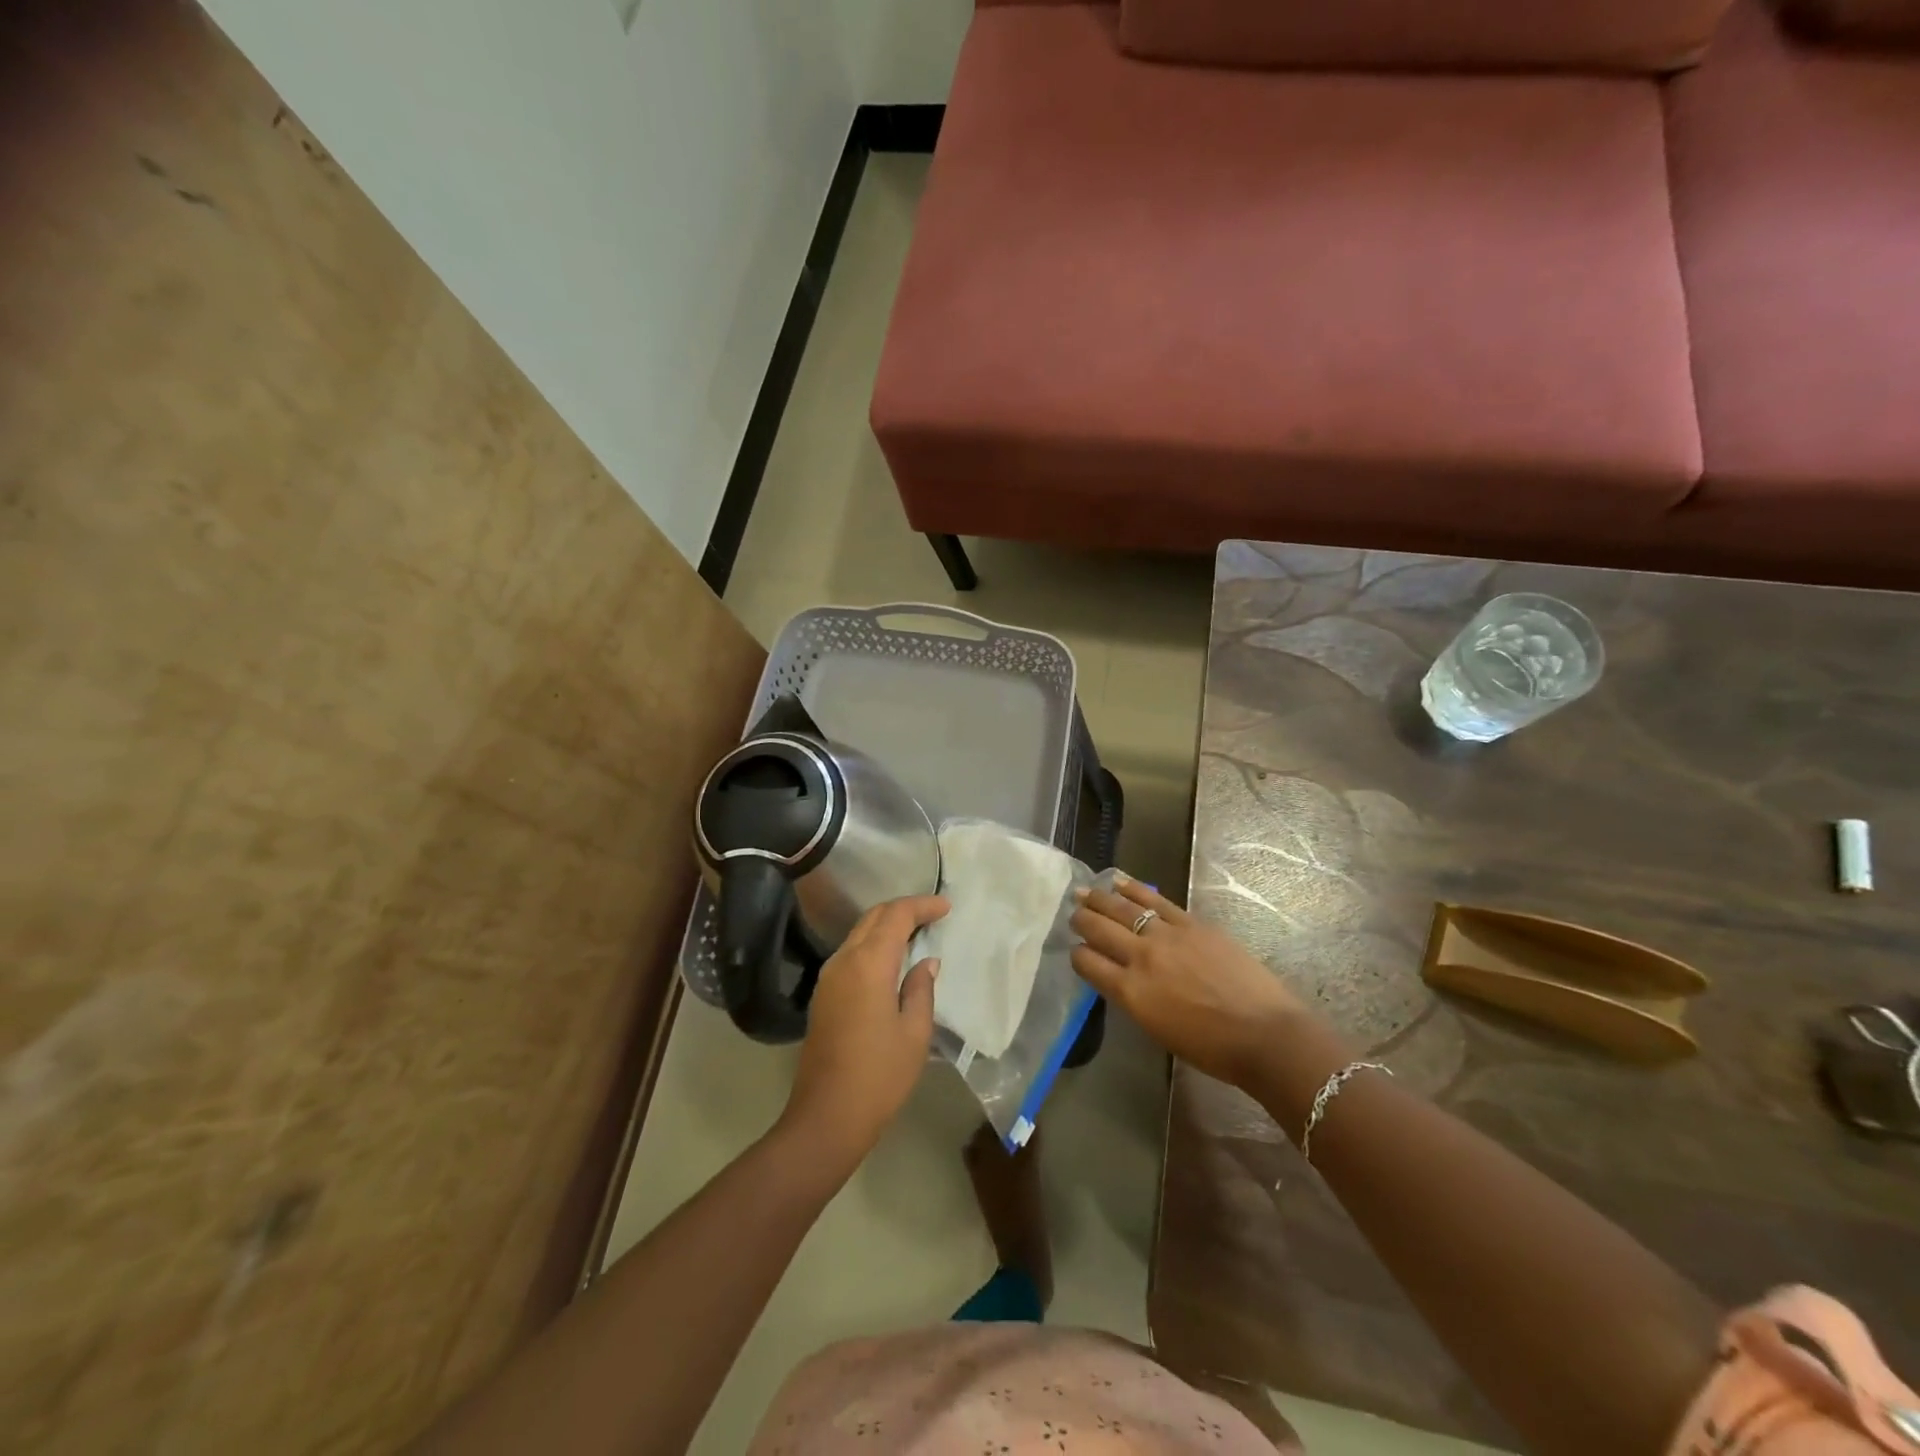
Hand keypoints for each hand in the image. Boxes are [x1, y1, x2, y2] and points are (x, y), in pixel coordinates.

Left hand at [778, 895, 947, 1175]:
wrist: (826, 1116)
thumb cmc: (880, 1076)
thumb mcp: (914, 1033)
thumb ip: (920, 989)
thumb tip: (925, 963)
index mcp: (869, 964)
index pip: (896, 916)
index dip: (922, 906)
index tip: (946, 907)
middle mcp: (843, 960)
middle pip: (873, 918)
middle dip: (903, 910)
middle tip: (933, 916)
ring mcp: (828, 977)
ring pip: (859, 933)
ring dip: (887, 926)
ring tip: (917, 934)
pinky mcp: (823, 994)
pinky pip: (851, 953)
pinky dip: (873, 945)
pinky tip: (892, 961)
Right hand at [1070, 874, 1311, 1088]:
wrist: (1265, 1034)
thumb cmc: (1212, 1048)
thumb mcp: (1158, 1029)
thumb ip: (1135, 998)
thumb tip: (1122, 977)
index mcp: (1131, 993)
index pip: (1088, 963)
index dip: (1077, 955)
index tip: (1077, 951)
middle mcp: (1141, 958)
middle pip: (1099, 929)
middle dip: (1082, 920)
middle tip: (1074, 914)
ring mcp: (1167, 936)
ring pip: (1122, 909)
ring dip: (1099, 899)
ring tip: (1084, 892)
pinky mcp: (1192, 924)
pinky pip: (1155, 900)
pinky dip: (1134, 888)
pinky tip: (1119, 881)